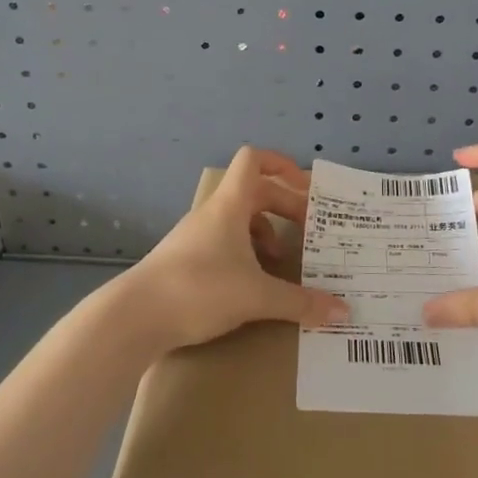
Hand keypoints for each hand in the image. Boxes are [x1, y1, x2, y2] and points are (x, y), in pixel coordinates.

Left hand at [117, 145, 349, 351]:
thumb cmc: (199, 290)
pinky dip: (246, 254)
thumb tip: (343, 310)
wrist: (134, 317)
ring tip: (282, 263)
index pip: (254, 160)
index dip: (282, 164)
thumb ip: (300, 302)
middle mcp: (213, 213)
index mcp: (230, 206)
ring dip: (265, 233)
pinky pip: (225, 243)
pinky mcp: (186, 260)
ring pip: (239, 220)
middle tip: (310, 231)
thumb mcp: (257, 296)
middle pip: (254, 193)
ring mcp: (196, 236)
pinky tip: (254, 284)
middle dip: (285, 207)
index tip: (306, 186)